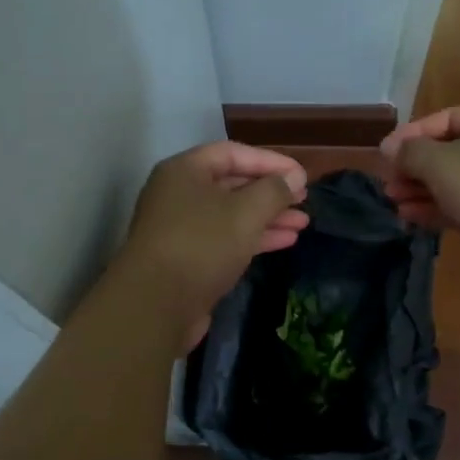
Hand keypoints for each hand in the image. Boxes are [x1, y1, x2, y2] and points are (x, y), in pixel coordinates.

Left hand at [122, 141, 309, 346]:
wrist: (155, 306)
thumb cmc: (201, 244)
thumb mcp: (245, 212)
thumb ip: (273, 190)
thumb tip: (295, 176)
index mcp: (184, 171)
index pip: (232, 153)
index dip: (270, 161)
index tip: (302, 176)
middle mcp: (178, 194)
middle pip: (231, 184)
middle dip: (270, 192)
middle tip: (304, 199)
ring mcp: (181, 228)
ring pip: (231, 214)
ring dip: (267, 217)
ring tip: (302, 223)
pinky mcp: (188, 259)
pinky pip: (225, 239)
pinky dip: (254, 238)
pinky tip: (285, 241)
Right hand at [381, 106, 459, 286]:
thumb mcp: (439, 160)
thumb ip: (410, 151)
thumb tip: (389, 147)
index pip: (449, 118)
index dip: (415, 132)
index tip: (386, 150)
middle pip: (449, 153)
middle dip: (415, 165)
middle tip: (388, 178)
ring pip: (452, 184)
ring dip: (420, 189)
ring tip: (392, 198)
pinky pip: (458, 210)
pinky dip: (433, 210)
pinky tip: (408, 216)